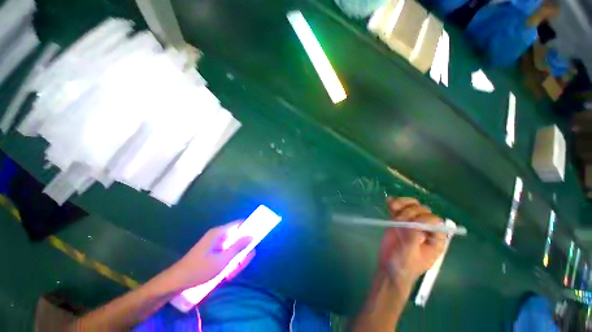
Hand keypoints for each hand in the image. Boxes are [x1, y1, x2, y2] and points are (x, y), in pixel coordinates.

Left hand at [166, 222, 253, 290]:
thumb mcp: (222, 259)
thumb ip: (238, 246)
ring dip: (237, 257)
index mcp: (220, 233)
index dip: (249, 226)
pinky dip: (230, 261)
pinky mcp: (213, 252)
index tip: (258, 233)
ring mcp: (215, 244)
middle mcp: (218, 235)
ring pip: (233, 246)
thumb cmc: (200, 269)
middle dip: (243, 248)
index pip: (239, 224)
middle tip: (244, 260)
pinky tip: (228, 273)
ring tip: (234, 271)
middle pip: (237, 236)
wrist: (177, 282)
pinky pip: (227, 253)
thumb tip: (252, 235)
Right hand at [379, 197, 446, 283]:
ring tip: (392, 206)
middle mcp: (425, 229)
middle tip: (398, 220)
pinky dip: (394, 203)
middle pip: (423, 211)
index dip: (424, 219)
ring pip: (412, 206)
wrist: (388, 269)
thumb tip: (416, 222)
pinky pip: (399, 208)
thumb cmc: (402, 267)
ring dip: (402, 203)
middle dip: (410, 212)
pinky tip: (389, 202)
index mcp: (434, 240)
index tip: (410, 224)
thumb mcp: (409, 255)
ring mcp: (411, 224)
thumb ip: (412, 238)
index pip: (435, 222)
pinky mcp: (399, 221)